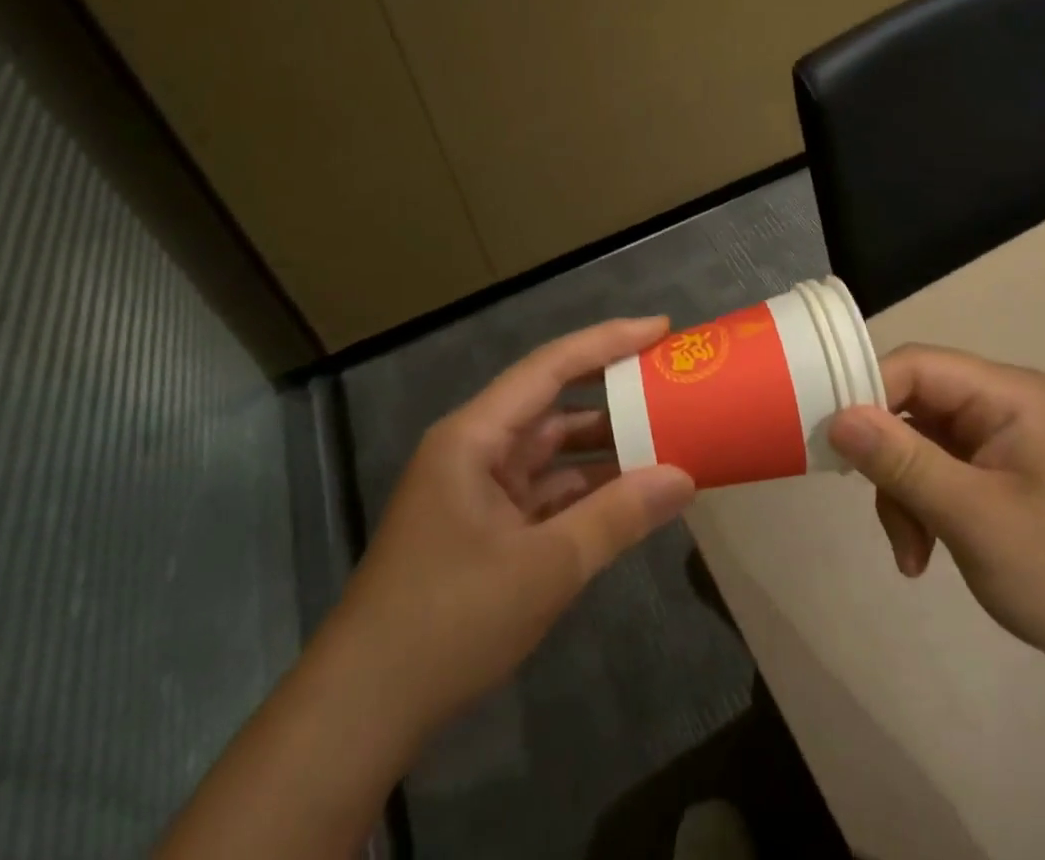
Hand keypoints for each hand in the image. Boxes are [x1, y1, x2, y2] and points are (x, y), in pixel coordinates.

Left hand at [339, 318, 695, 750]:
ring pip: (551, 450)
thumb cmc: (448, 622)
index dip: (607, 341)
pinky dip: (586, 489)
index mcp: (475, 436)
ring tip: (665, 434)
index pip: (551, 367)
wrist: (360, 714)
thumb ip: (617, 516)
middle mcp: (474, 449)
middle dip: (611, 392)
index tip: (661, 328)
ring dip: (603, 446)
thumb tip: (684, 477)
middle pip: (552, 402)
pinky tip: (630, 494)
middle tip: (670, 380)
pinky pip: (544, 490)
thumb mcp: (545, 568)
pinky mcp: (483, 528)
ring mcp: (477, 490)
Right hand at [828, 344, 1044, 698]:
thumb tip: (836, 418)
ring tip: (911, 554)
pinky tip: (924, 555)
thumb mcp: (973, 517)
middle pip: (914, 405)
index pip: (916, 366)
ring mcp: (1000, 441)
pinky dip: (922, 508)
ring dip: (903, 494)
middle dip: (888, 460)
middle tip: (873, 506)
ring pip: (919, 443)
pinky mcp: (999, 475)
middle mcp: (1002, 404)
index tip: (830, 441)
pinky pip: (938, 471)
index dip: (866, 393)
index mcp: (1008, 393)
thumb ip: (902, 462)